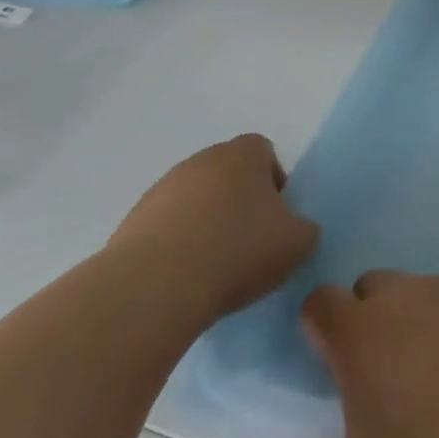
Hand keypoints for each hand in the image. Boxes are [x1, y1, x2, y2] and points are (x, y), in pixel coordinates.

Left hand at [108, 134, 317, 327]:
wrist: (156, 285)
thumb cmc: (238, 251)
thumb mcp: (297, 243)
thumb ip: (304, 228)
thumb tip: (294, 228)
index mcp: (243, 154)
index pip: (264, 152)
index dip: (274, 182)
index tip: (276, 218)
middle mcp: (201, 159)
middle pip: (228, 173)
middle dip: (239, 202)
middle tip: (249, 242)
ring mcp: (163, 187)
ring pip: (195, 199)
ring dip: (206, 223)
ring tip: (213, 266)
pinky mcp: (133, 219)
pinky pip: (166, 226)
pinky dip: (177, 244)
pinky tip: (183, 277)